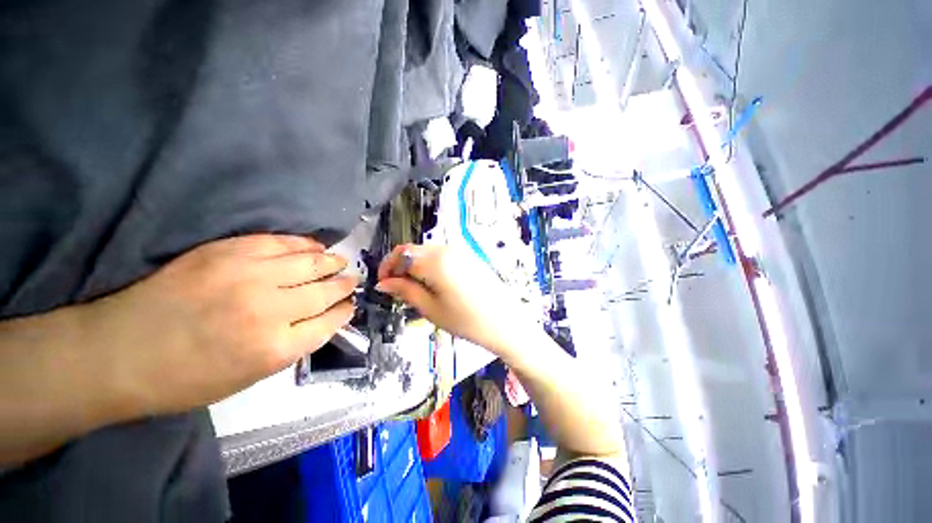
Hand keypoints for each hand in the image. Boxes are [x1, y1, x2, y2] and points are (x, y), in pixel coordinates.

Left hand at [82, 235, 357, 415]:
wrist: (120, 352)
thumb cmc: (186, 378)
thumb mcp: (248, 378)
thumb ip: (292, 346)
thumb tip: (322, 319)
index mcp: (275, 349)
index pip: (329, 322)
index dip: (344, 311)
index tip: (350, 305)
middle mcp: (270, 311)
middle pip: (325, 291)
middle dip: (344, 285)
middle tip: (352, 280)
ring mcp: (248, 277)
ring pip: (311, 264)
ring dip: (331, 262)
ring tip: (340, 261)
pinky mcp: (227, 253)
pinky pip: (280, 242)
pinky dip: (303, 244)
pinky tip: (315, 246)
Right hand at [375, 244, 530, 356]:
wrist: (505, 322)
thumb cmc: (466, 320)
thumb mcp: (430, 308)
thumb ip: (405, 291)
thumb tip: (383, 283)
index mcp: (434, 260)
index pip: (401, 254)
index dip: (387, 267)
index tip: (383, 284)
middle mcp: (446, 249)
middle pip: (413, 251)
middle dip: (400, 266)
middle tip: (397, 290)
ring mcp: (460, 251)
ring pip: (427, 253)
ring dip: (415, 266)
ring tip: (415, 289)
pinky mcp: (469, 257)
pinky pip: (442, 256)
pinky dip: (430, 266)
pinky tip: (434, 284)